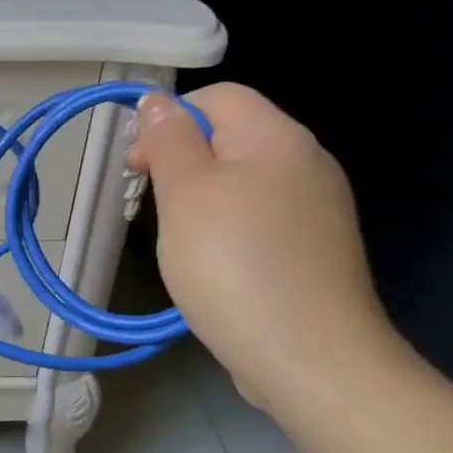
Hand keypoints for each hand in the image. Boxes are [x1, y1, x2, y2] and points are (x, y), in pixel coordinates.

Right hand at [128, 83, 393, 406]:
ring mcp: (316, 210)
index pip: (218, 96)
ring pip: (243, 182)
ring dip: (201, 199)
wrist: (308, 356)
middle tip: (149, 203)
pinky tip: (213, 264)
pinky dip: (227, 229)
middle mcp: (306, 163)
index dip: (169, 118)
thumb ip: (170, 139)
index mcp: (277, 137)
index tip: (136, 165)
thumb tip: (158, 101)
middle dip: (181, 161)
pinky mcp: (313, 250)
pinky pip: (260, 219)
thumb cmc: (234, 263)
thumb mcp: (187, 192)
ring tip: (178, 239)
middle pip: (231, 137)